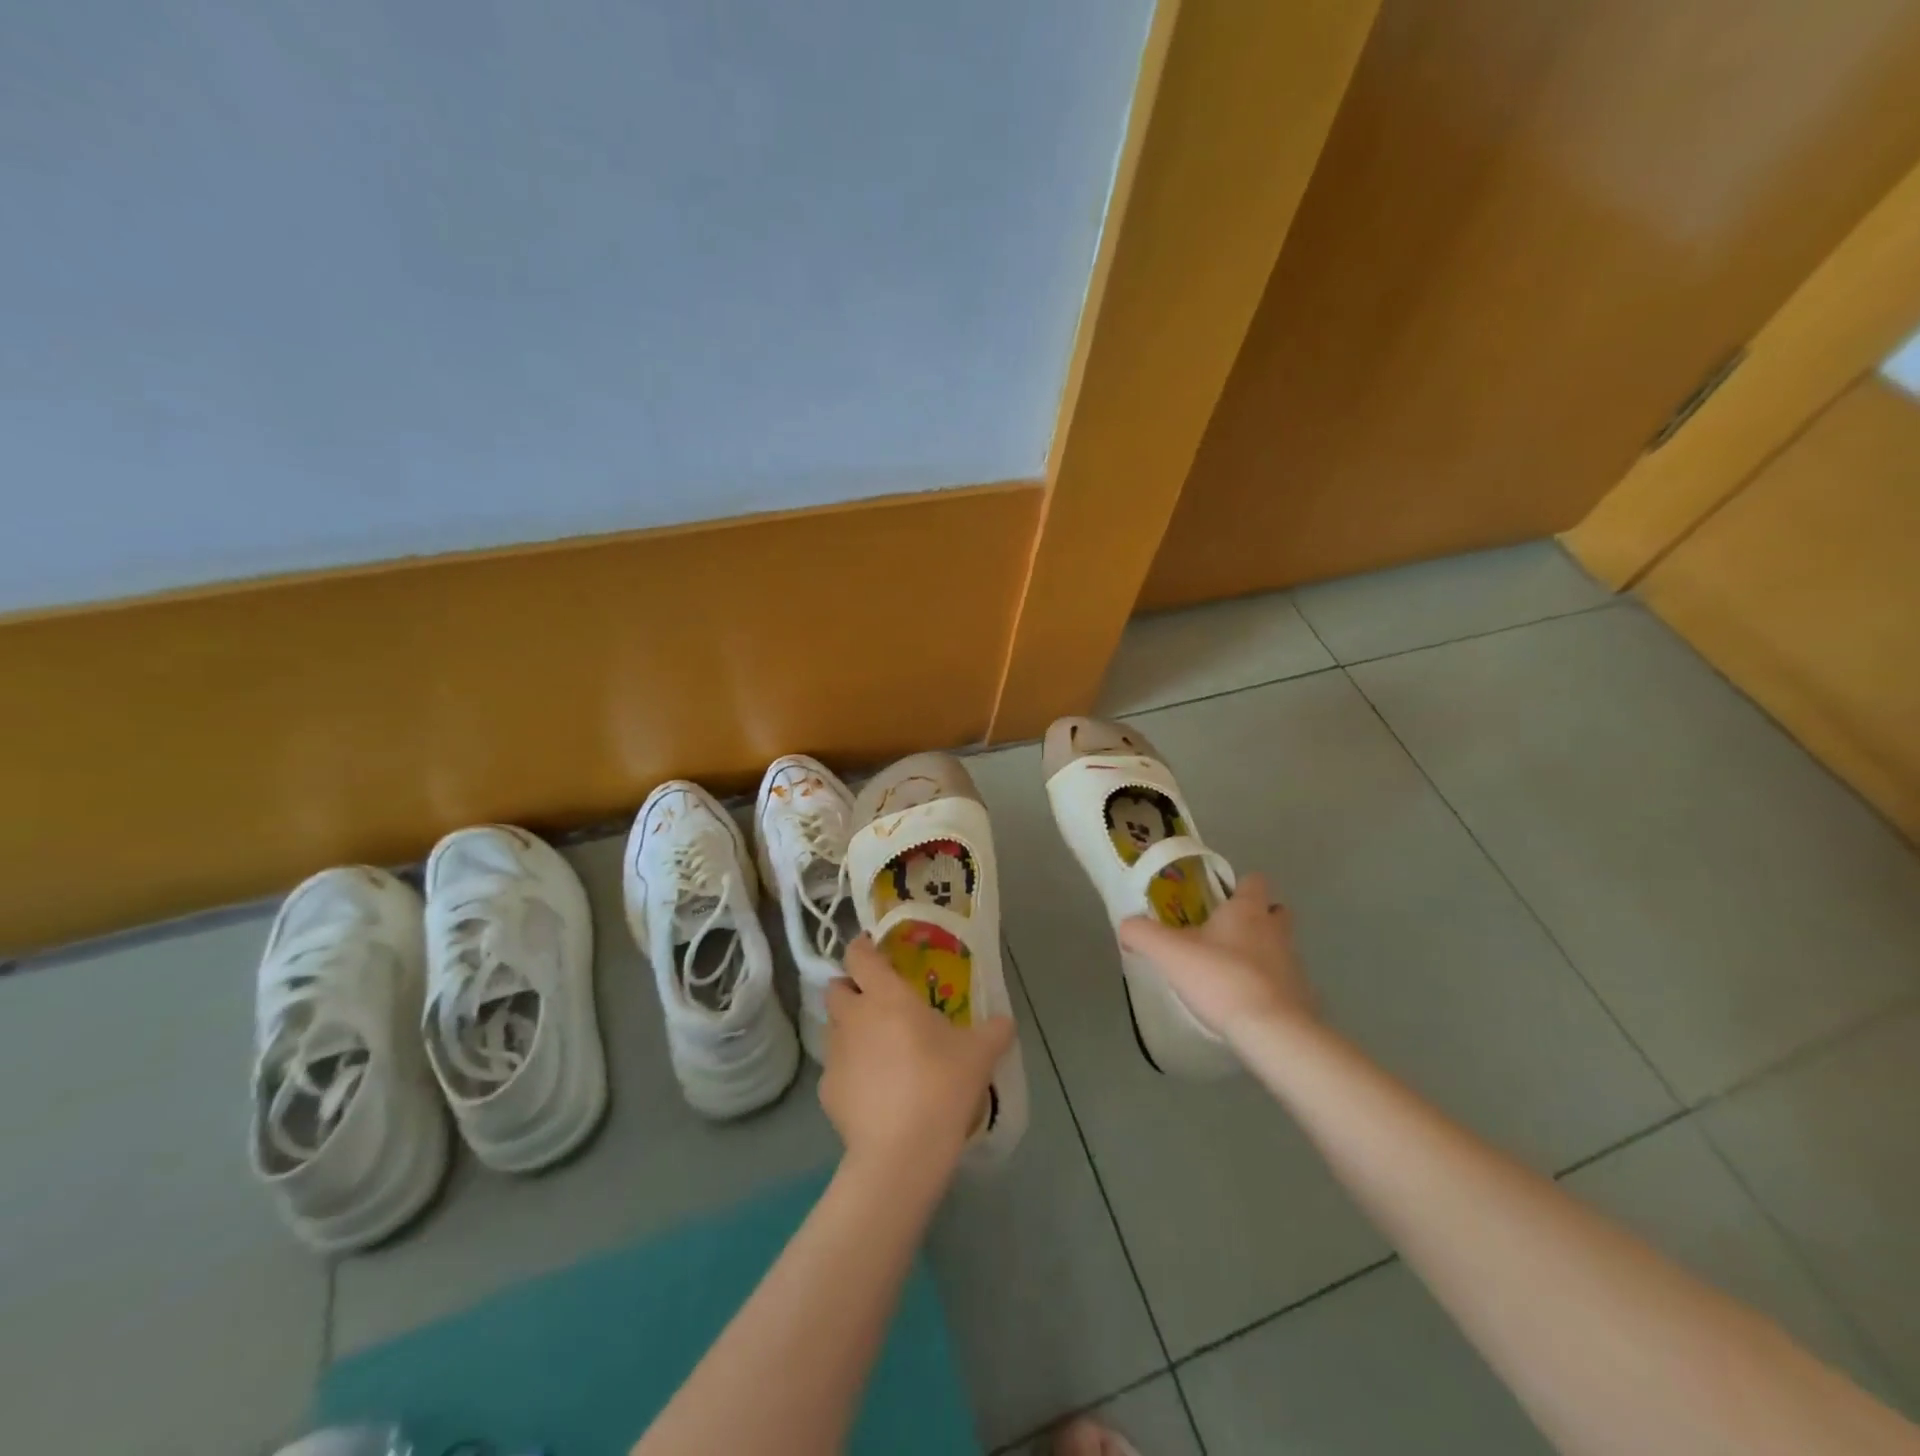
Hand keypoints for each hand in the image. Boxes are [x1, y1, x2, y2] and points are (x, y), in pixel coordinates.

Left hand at [820, 935, 1014, 1172]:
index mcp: (886, 996)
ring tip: (875, 1046)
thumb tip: (1006, 1021)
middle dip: (850, 989)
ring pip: (832, 1027)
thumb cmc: (941, 1085)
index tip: (872, 949)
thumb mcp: (979, 1055)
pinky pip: (835, 1069)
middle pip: (836, 989)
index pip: (859, 956)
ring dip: (848, 1028)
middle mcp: (854, 1017)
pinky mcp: (826, 1091)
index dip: (862, 948)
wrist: (901, 1152)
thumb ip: (994, 1031)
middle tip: (875, 1001)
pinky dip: (849, 1071)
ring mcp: (835, 1054)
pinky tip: (871, 1089)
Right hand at [1118, 872, 1316, 1042]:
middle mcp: (1275, 931)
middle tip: (1227, 932)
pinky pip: (1285, 983)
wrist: (1272, 1031)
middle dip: (1257, 917)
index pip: (1253, 881)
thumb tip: (1126, 926)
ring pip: (1281, 947)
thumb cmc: (1221, 978)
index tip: (1218, 899)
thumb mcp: (1168, 953)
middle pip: (1275, 911)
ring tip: (1231, 971)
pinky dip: (1270, 987)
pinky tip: (1246, 1003)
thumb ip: (1142, 934)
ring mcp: (1294, 964)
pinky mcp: (1303, 997)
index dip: (1239, 886)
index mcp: (1247, 910)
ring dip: (1262, 953)